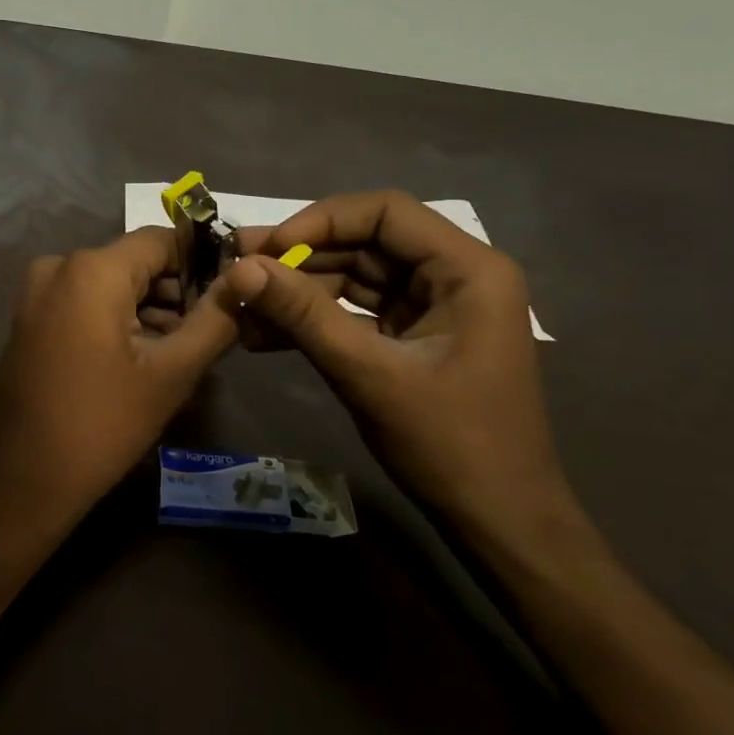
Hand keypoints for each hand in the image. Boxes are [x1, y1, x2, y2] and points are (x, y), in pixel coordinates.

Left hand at [0, 227, 239, 537]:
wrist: (21, 482)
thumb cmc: (102, 426)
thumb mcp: (171, 374)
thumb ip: (215, 319)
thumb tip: (247, 280)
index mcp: (92, 269)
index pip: (162, 241)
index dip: (202, 262)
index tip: (231, 294)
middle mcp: (59, 267)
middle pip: (135, 263)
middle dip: (176, 292)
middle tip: (211, 333)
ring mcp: (37, 294)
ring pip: (111, 285)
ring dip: (149, 311)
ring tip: (182, 352)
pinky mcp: (29, 320)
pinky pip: (85, 303)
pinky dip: (117, 320)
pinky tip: (143, 359)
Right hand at [227, 191, 582, 546]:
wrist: (498, 522)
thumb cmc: (449, 444)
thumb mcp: (368, 373)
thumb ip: (303, 315)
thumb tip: (240, 269)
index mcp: (467, 269)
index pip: (385, 212)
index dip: (320, 221)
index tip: (268, 249)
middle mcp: (453, 276)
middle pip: (365, 242)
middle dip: (299, 257)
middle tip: (235, 265)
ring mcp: (432, 308)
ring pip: (354, 278)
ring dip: (298, 291)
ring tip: (239, 305)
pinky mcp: (412, 337)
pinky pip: (355, 312)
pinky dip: (313, 321)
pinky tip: (263, 334)